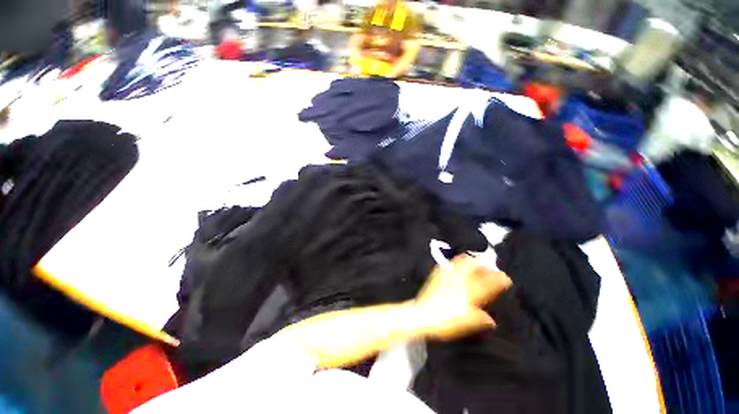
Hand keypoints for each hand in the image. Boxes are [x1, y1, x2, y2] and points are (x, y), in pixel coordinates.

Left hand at [415, 255, 511, 340]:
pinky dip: (456, 261)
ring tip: (475, 261)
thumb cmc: (445, 322)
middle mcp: (459, 282)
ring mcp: (448, 277)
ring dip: (471, 261)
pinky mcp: (437, 276)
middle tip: (490, 268)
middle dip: (485, 266)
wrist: (423, 315)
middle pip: (475, 268)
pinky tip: (457, 262)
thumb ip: (480, 320)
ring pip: (461, 263)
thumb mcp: (465, 325)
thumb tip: (491, 320)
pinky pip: (448, 264)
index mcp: (469, 294)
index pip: (488, 284)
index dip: (499, 280)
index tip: (506, 278)